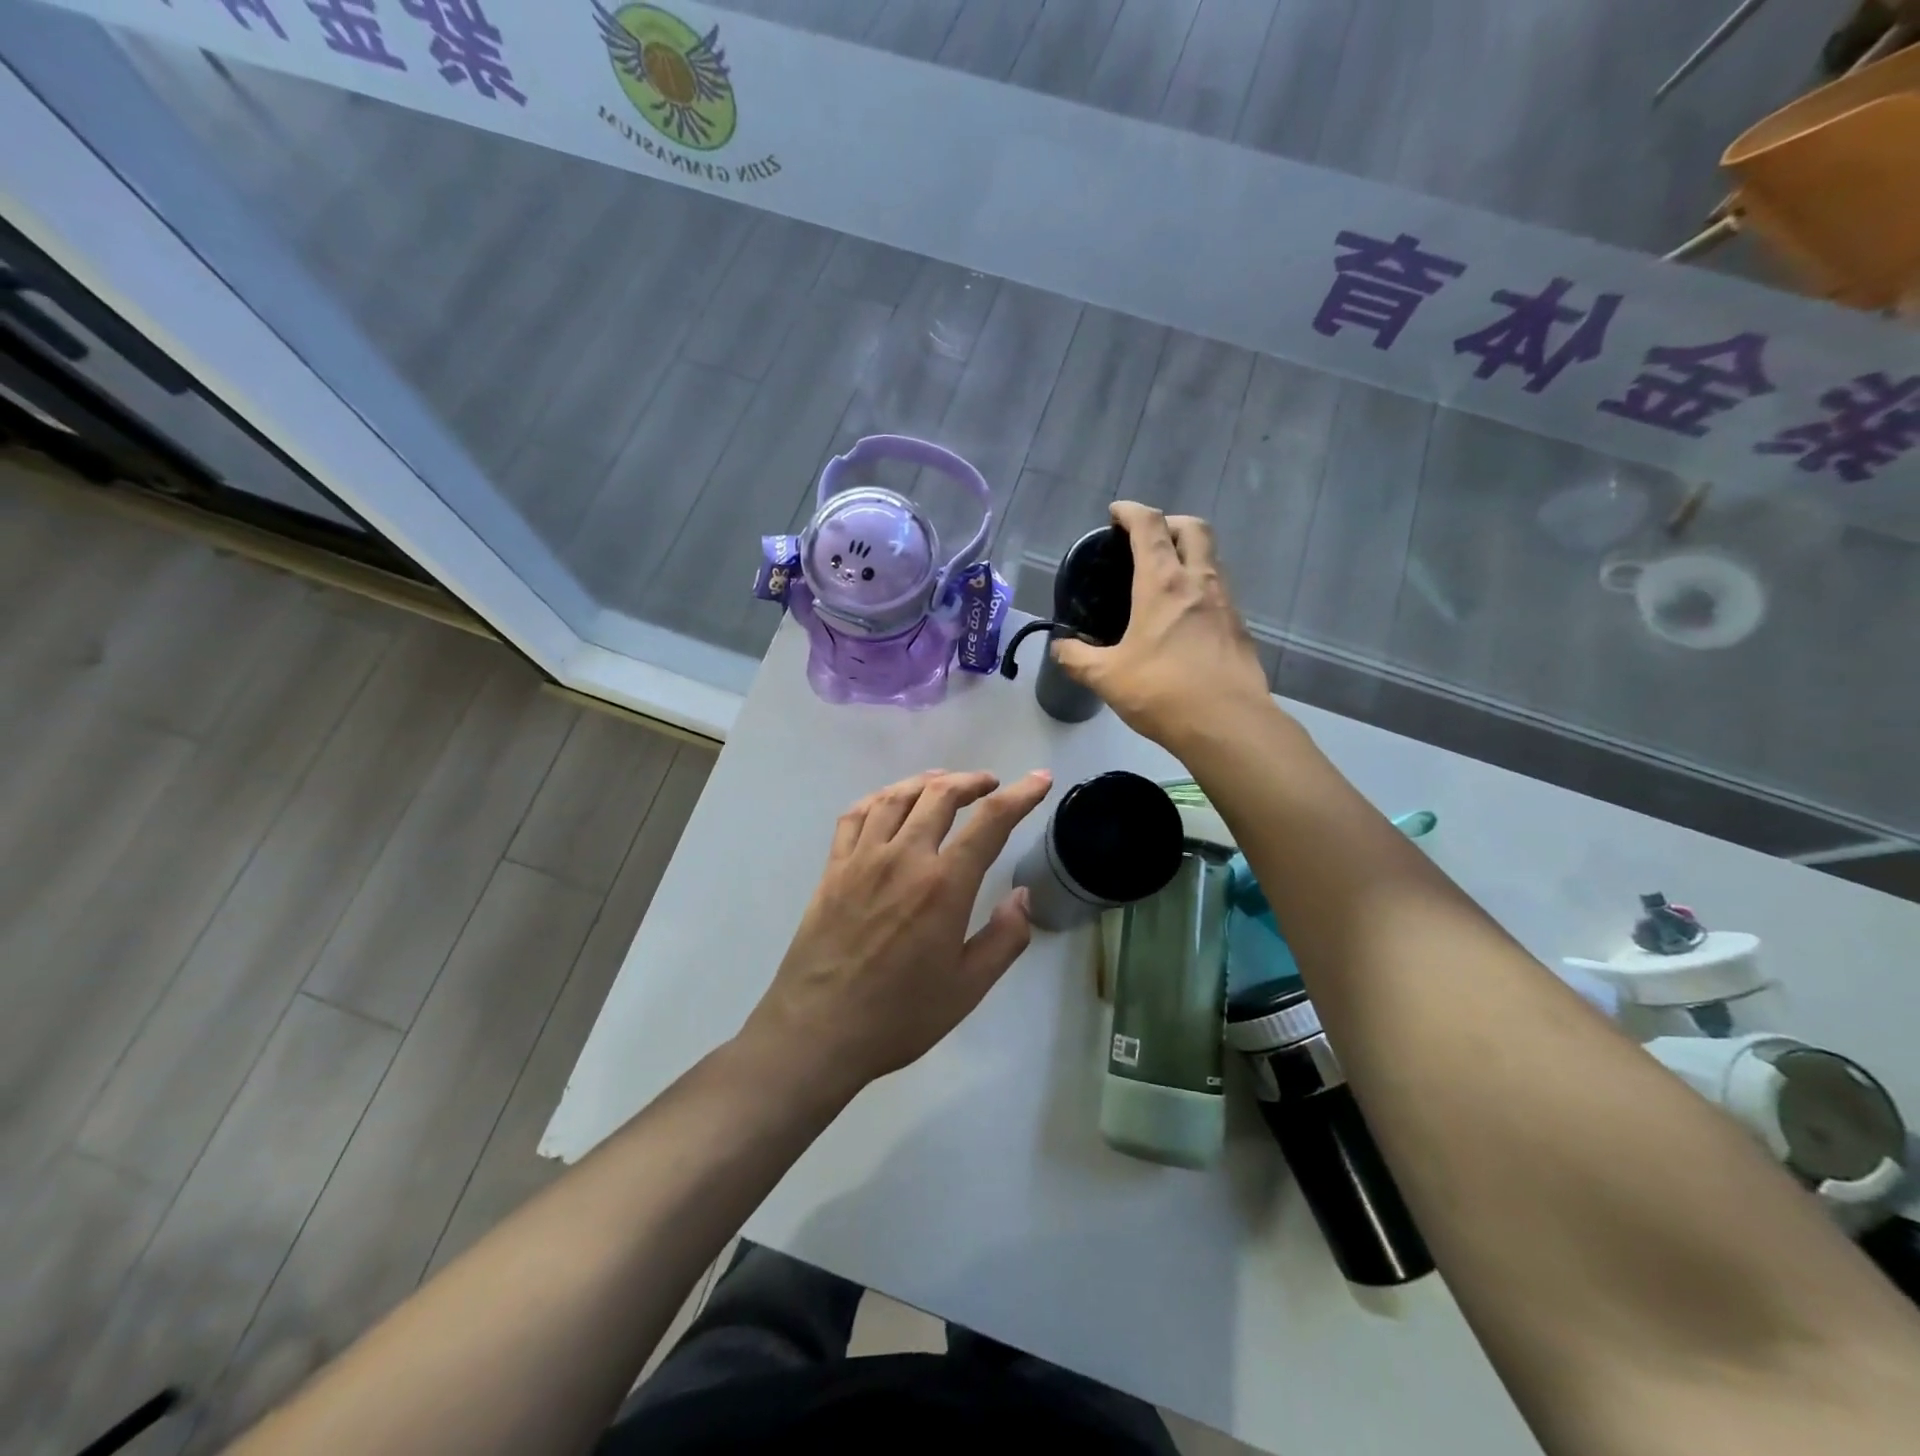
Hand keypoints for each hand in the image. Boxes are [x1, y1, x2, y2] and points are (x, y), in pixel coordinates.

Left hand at [743, 769, 1053, 1090]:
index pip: (991, 821)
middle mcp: (904, 857)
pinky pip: (855, 815)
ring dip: (927, 782)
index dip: (1021, 795)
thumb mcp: (969, 988)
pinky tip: (889, 802)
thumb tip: (1021, 896)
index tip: (1039, 779)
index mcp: (944, 885)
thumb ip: (1005, 938)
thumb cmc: (900, 1016)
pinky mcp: (832, 868)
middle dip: (972, 781)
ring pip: (897, 797)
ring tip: (945, 782)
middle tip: (990, 784)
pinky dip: (879, 798)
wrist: (817, 1031)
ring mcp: (862, 858)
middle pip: (941, 795)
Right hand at [1051, 502, 1271, 748]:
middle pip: (1193, 528)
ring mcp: (1226, 603)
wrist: (1228, 724)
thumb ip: (1077, 658)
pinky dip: (1201, 587)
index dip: (1131, 511)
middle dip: (1169, 522)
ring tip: (1165, 578)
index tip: (1116, 513)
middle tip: (1148, 538)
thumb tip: (1060, 647)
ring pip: (1211, 558)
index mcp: (1163, 583)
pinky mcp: (1240, 628)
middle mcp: (1199, 582)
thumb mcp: (1106, 677)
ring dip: (1189, 554)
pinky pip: (1220, 590)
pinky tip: (1185, 617)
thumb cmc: (1162, 692)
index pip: (1150, 526)